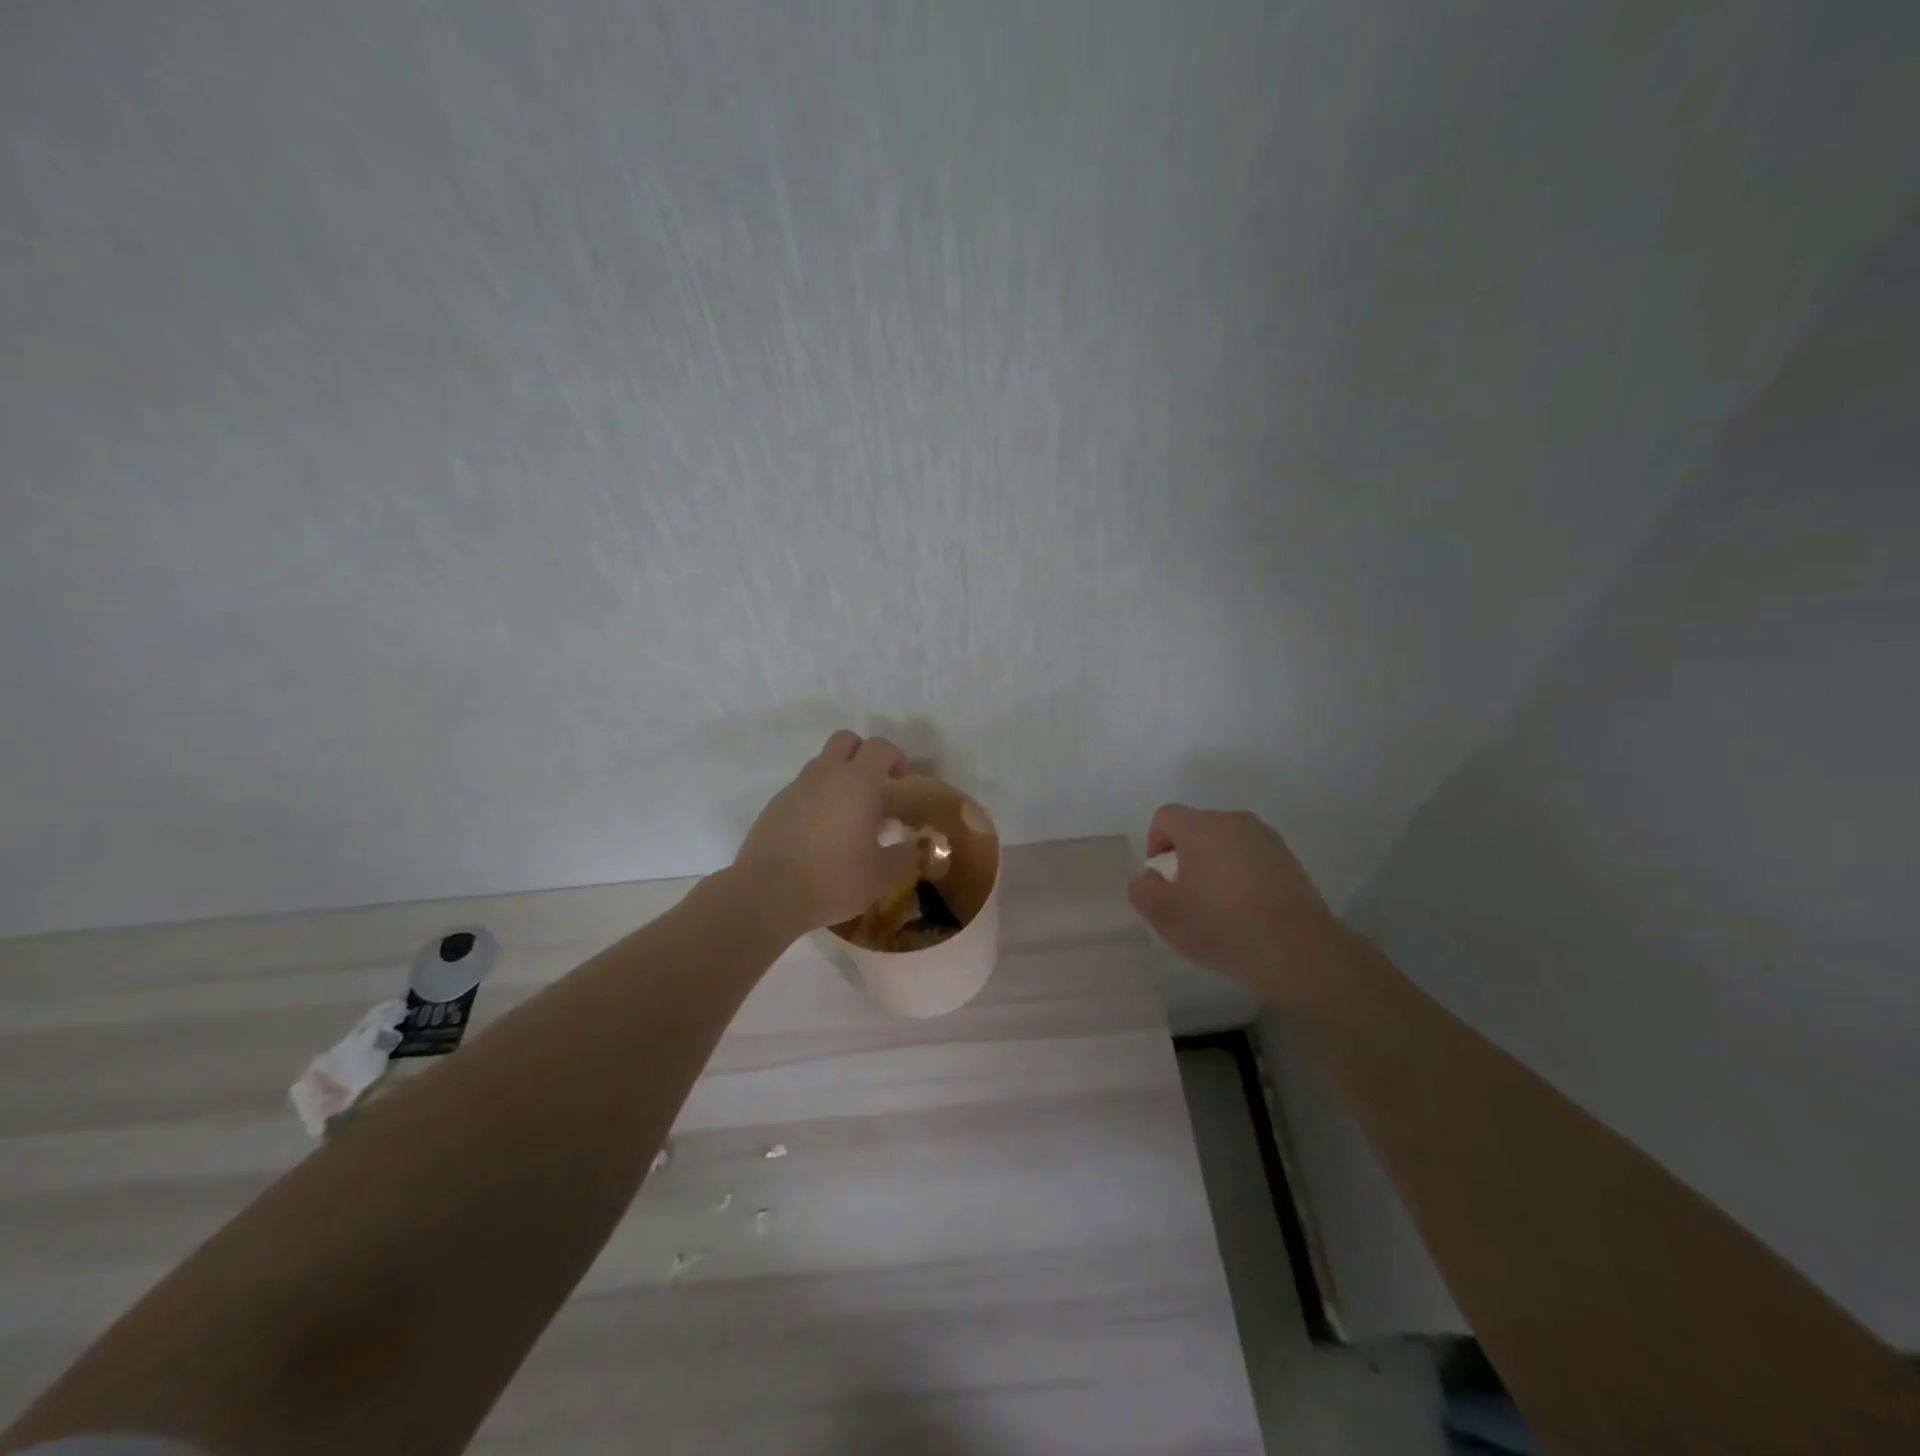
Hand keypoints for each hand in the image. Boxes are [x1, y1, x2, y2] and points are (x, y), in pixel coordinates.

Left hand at [735, 731, 921, 931]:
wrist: (768, 894)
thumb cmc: (834, 880)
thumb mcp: (881, 875)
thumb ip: (904, 855)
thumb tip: (916, 845)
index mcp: (857, 782)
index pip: (880, 747)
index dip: (895, 757)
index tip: (900, 782)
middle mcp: (825, 775)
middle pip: (845, 740)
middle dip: (862, 754)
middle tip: (872, 787)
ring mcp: (795, 788)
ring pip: (821, 764)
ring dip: (837, 778)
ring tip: (846, 816)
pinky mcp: (774, 806)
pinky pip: (801, 790)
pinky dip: (815, 800)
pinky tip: (818, 835)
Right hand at [1126, 805, 1345, 997]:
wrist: (1297, 950)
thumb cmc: (1222, 926)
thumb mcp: (1164, 915)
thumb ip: (1142, 890)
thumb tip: (1150, 878)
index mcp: (1200, 827)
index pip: (1165, 817)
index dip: (1155, 844)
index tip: (1161, 879)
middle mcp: (1233, 821)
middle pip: (1197, 827)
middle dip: (1186, 855)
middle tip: (1186, 895)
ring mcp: (1266, 838)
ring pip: (1226, 842)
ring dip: (1215, 864)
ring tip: (1218, 904)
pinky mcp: (1289, 859)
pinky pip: (1252, 857)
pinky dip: (1242, 874)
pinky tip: (1246, 909)